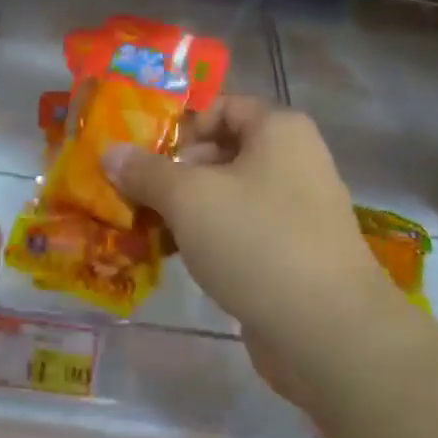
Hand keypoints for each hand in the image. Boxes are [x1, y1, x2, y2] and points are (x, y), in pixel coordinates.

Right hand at [106, 97, 430, 408]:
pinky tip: (177, 258)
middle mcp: (294, 161)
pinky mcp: (292, 253)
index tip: (143, 156)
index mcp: (279, 130)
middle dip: (174, 171)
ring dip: (186, 209)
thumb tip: (110, 153)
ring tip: (146, 229)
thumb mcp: (188, 198)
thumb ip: (145, 171)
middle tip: (136, 195)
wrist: (327, 331)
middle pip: (222, 151)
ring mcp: (297, 210)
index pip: (222, 107)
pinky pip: (241, 231)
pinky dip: (209, 238)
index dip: (180, 125)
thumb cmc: (256, 241)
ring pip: (228, 195)